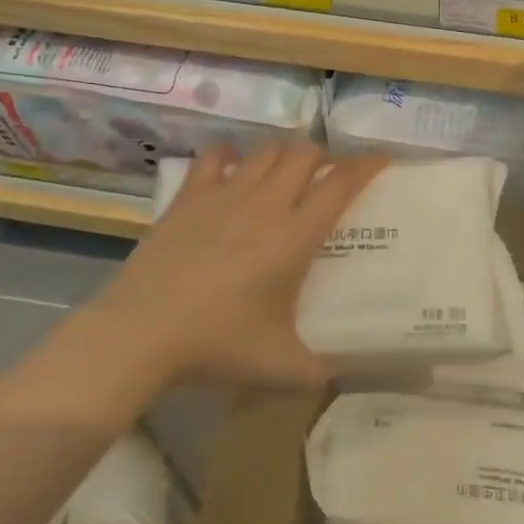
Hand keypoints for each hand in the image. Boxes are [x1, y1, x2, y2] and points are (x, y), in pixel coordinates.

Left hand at [91, 142, 387, 386]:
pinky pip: (215, 156)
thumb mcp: (279, 366)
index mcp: (295, 237)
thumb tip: (344, 373)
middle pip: (306, 154)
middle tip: (328, 175)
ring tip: (286, 171)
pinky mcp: (190, 196)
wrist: (141, 333)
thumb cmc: (216, 345)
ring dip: (284, 154)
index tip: (382, 159)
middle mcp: (266, 204)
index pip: (341, 184)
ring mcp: (225, 194)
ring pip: (266, 150)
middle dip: (324, 157)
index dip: (366, 165)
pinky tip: (233, 169)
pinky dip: (230, 155)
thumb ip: (320, 369)